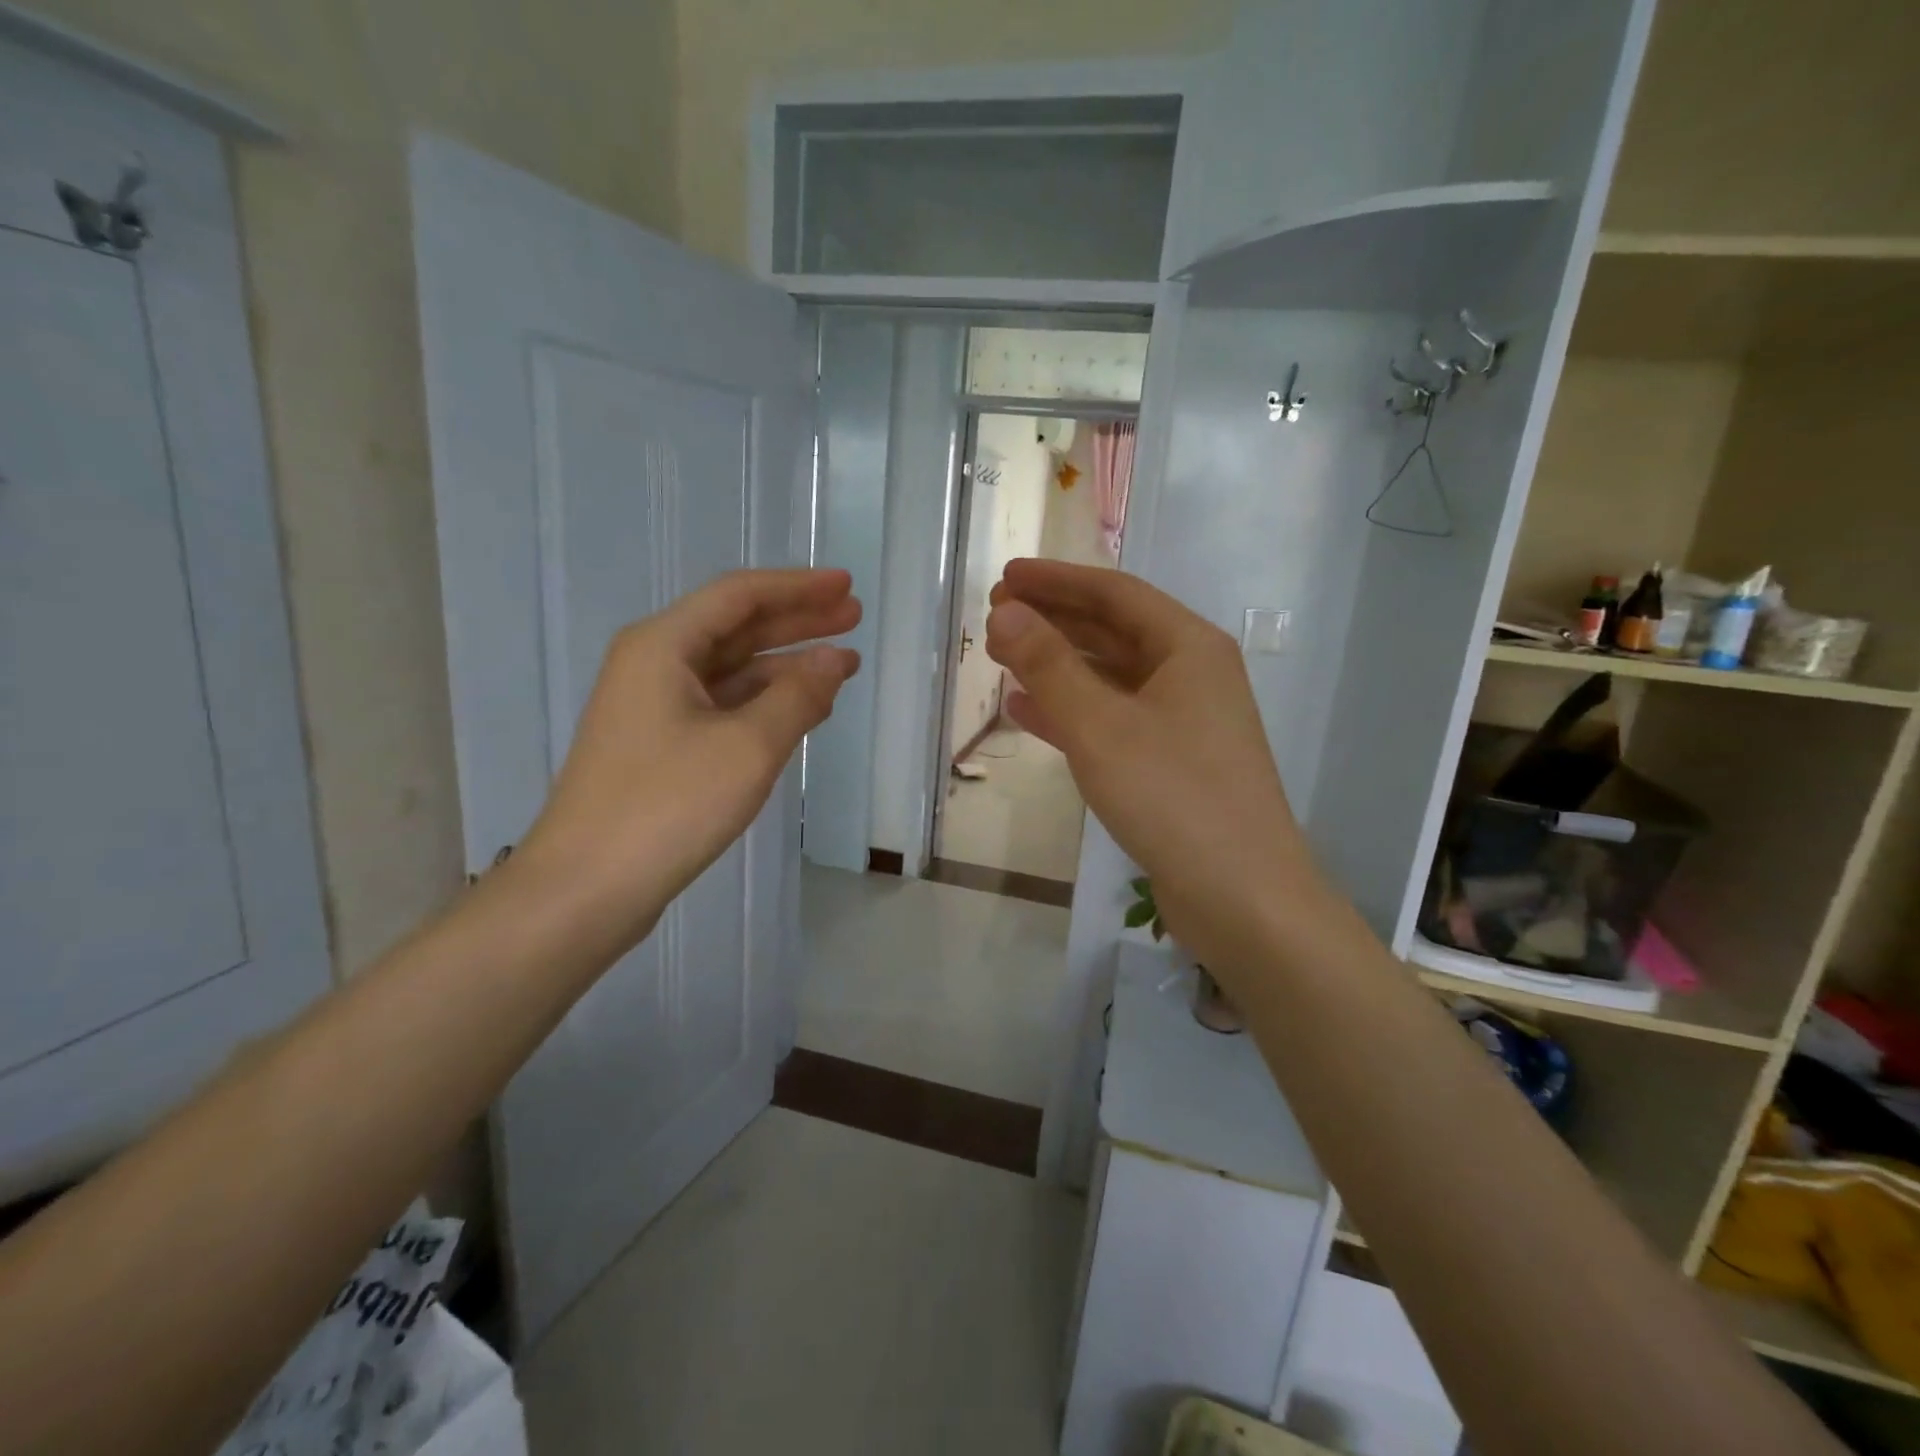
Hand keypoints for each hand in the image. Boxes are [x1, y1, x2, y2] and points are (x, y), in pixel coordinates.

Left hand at [521, 569, 859, 940]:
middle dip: (797, 621)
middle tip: (853, 616)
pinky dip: (765, 703)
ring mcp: (653, 708)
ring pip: (731, 670)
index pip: (740, 595)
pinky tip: (801, 711)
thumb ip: (799, 696)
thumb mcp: (748, 746)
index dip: (798, 587)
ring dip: (786, 665)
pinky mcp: (660, 746)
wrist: (586, 888)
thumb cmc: (668, 805)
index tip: (847, 585)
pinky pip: (723, 706)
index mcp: (664, 646)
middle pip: (736, 627)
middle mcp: (654, 664)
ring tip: (842, 665)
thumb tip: (835, 659)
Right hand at [985, 559, 1312, 974]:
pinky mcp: (1169, 764)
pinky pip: (1112, 721)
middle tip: (995, 616)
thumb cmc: (1173, 796)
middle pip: (1112, 631)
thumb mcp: (1100, 726)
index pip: (1114, 593)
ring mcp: (1182, 722)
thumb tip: (1005, 614)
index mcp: (1188, 647)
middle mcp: (1190, 675)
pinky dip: (1070, 711)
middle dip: (1053, 620)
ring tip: (1002, 656)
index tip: (1004, 577)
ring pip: (1109, 678)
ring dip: (1056, 665)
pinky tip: (1026, 711)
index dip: (1056, 581)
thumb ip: (1048, 666)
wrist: (1241, 897)